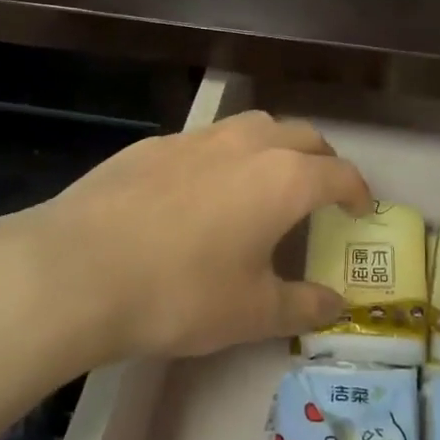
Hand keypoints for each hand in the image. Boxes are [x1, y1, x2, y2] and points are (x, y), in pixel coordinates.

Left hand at [0, 110, 369, 361]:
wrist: (78, 270)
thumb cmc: (181, 293)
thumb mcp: (252, 312)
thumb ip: (303, 305)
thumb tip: (337, 305)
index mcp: (284, 179)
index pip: (339, 174)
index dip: (358, 191)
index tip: (362, 208)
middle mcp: (247, 144)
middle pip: (302, 136)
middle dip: (322, 159)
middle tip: (322, 189)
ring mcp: (196, 138)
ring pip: (253, 127)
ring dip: (274, 146)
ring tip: (265, 180)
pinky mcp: (153, 144)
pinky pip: (205, 141)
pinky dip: (223, 156)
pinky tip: (199, 191)